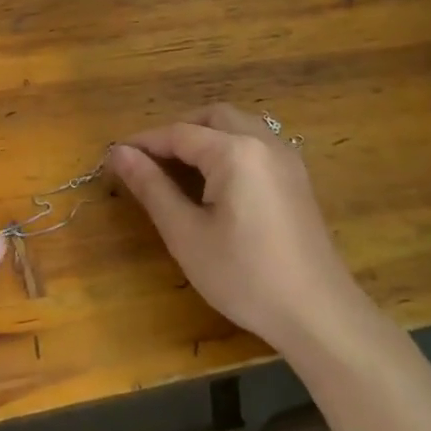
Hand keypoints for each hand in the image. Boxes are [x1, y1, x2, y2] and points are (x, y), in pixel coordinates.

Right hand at [109, 104, 366, 358]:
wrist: (317, 313)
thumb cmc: (244, 276)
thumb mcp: (186, 234)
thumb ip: (151, 187)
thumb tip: (119, 153)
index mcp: (235, 152)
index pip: (179, 133)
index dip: (143, 142)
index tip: (113, 157)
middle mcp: (264, 143)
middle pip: (212, 117)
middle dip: (176, 131)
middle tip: (148, 161)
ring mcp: (287, 159)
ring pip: (239, 126)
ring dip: (204, 136)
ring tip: (177, 169)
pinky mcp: (297, 179)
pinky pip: (256, 144)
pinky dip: (229, 148)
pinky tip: (216, 182)